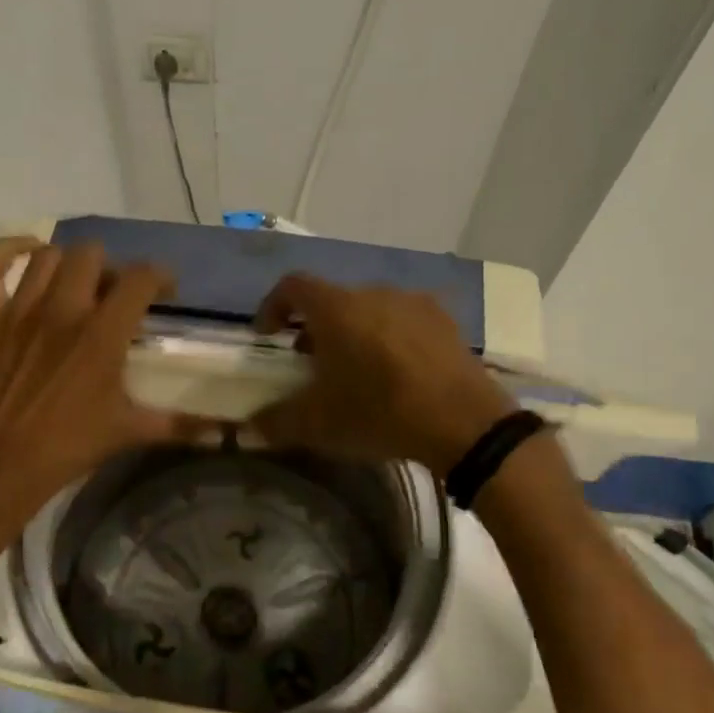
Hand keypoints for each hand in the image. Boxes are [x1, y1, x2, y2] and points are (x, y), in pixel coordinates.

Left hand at [0, 237, 210, 531]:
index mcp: (103, 333)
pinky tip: (28, 253)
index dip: (160, 276)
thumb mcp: (130, 432)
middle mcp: (63, 308)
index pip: (142, 278)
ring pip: (48, 256)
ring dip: (68, 264)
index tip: (165, 291)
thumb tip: (226, 434)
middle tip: (114, 294)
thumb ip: (180, 424)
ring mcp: (18, 308)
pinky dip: (9, 249)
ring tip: (76, 284)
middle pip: (93, 255)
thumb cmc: (68, 447)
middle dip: (110, 268)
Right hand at [247, 274, 516, 475]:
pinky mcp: (444, 320)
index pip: (292, 286)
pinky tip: (396, 371)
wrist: (463, 423)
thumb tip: (250, 426)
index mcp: (336, 308)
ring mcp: (413, 302)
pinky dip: (387, 336)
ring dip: (352, 330)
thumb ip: (276, 421)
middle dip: (314, 326)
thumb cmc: (379, 413)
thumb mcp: (318, 424)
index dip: (272, 306)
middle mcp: (373, 292)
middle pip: (332, 298)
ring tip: (355, 368)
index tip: (267, 335)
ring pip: (369, 307)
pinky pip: (402, 319)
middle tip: (310, 361)